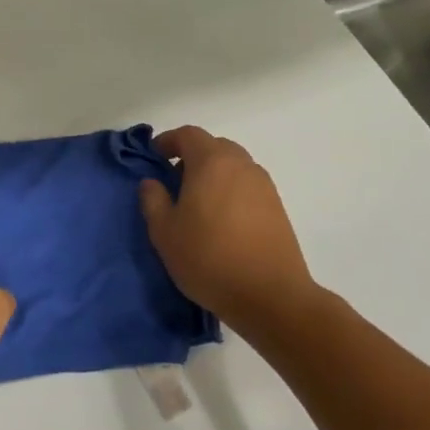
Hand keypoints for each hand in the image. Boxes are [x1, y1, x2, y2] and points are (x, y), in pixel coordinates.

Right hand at [138, 126, 323, 328]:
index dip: (168, 141)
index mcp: (212, 162)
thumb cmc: (208, 258)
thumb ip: (153, 200)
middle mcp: (242, 165)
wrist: (270, 295)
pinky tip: (220, 220)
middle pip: (214, 147)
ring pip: (233, 166)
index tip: (153, 157)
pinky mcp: (277, 207)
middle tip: (173, 181)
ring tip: (196, 204)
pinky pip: (247, 186)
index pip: (188, 135)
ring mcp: (264, 186)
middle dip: (191, 157)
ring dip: (213, 175)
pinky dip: (230, 191)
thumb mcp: (164, 232)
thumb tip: (152, 182)